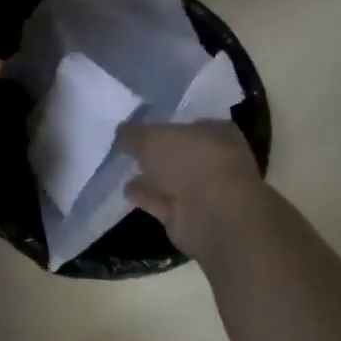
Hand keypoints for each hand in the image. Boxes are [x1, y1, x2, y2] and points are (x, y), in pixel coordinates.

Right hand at [120, 121, 265, 260]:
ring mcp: (206, 191)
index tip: (143, 126)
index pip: (192, 123)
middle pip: (181, 153)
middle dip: (158, 152)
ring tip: (123, 169)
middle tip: (130, 148)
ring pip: (173, 179)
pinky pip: (163, 202)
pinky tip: (126, 191)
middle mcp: (217, 160)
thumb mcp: (150, 137)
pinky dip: (147, 197)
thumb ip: (132, 133)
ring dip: (151, 177)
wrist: (213, 217)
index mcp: (219, 133)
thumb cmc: (190, 163)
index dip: (167, 123)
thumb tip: (121, 133)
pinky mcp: (191, 217)